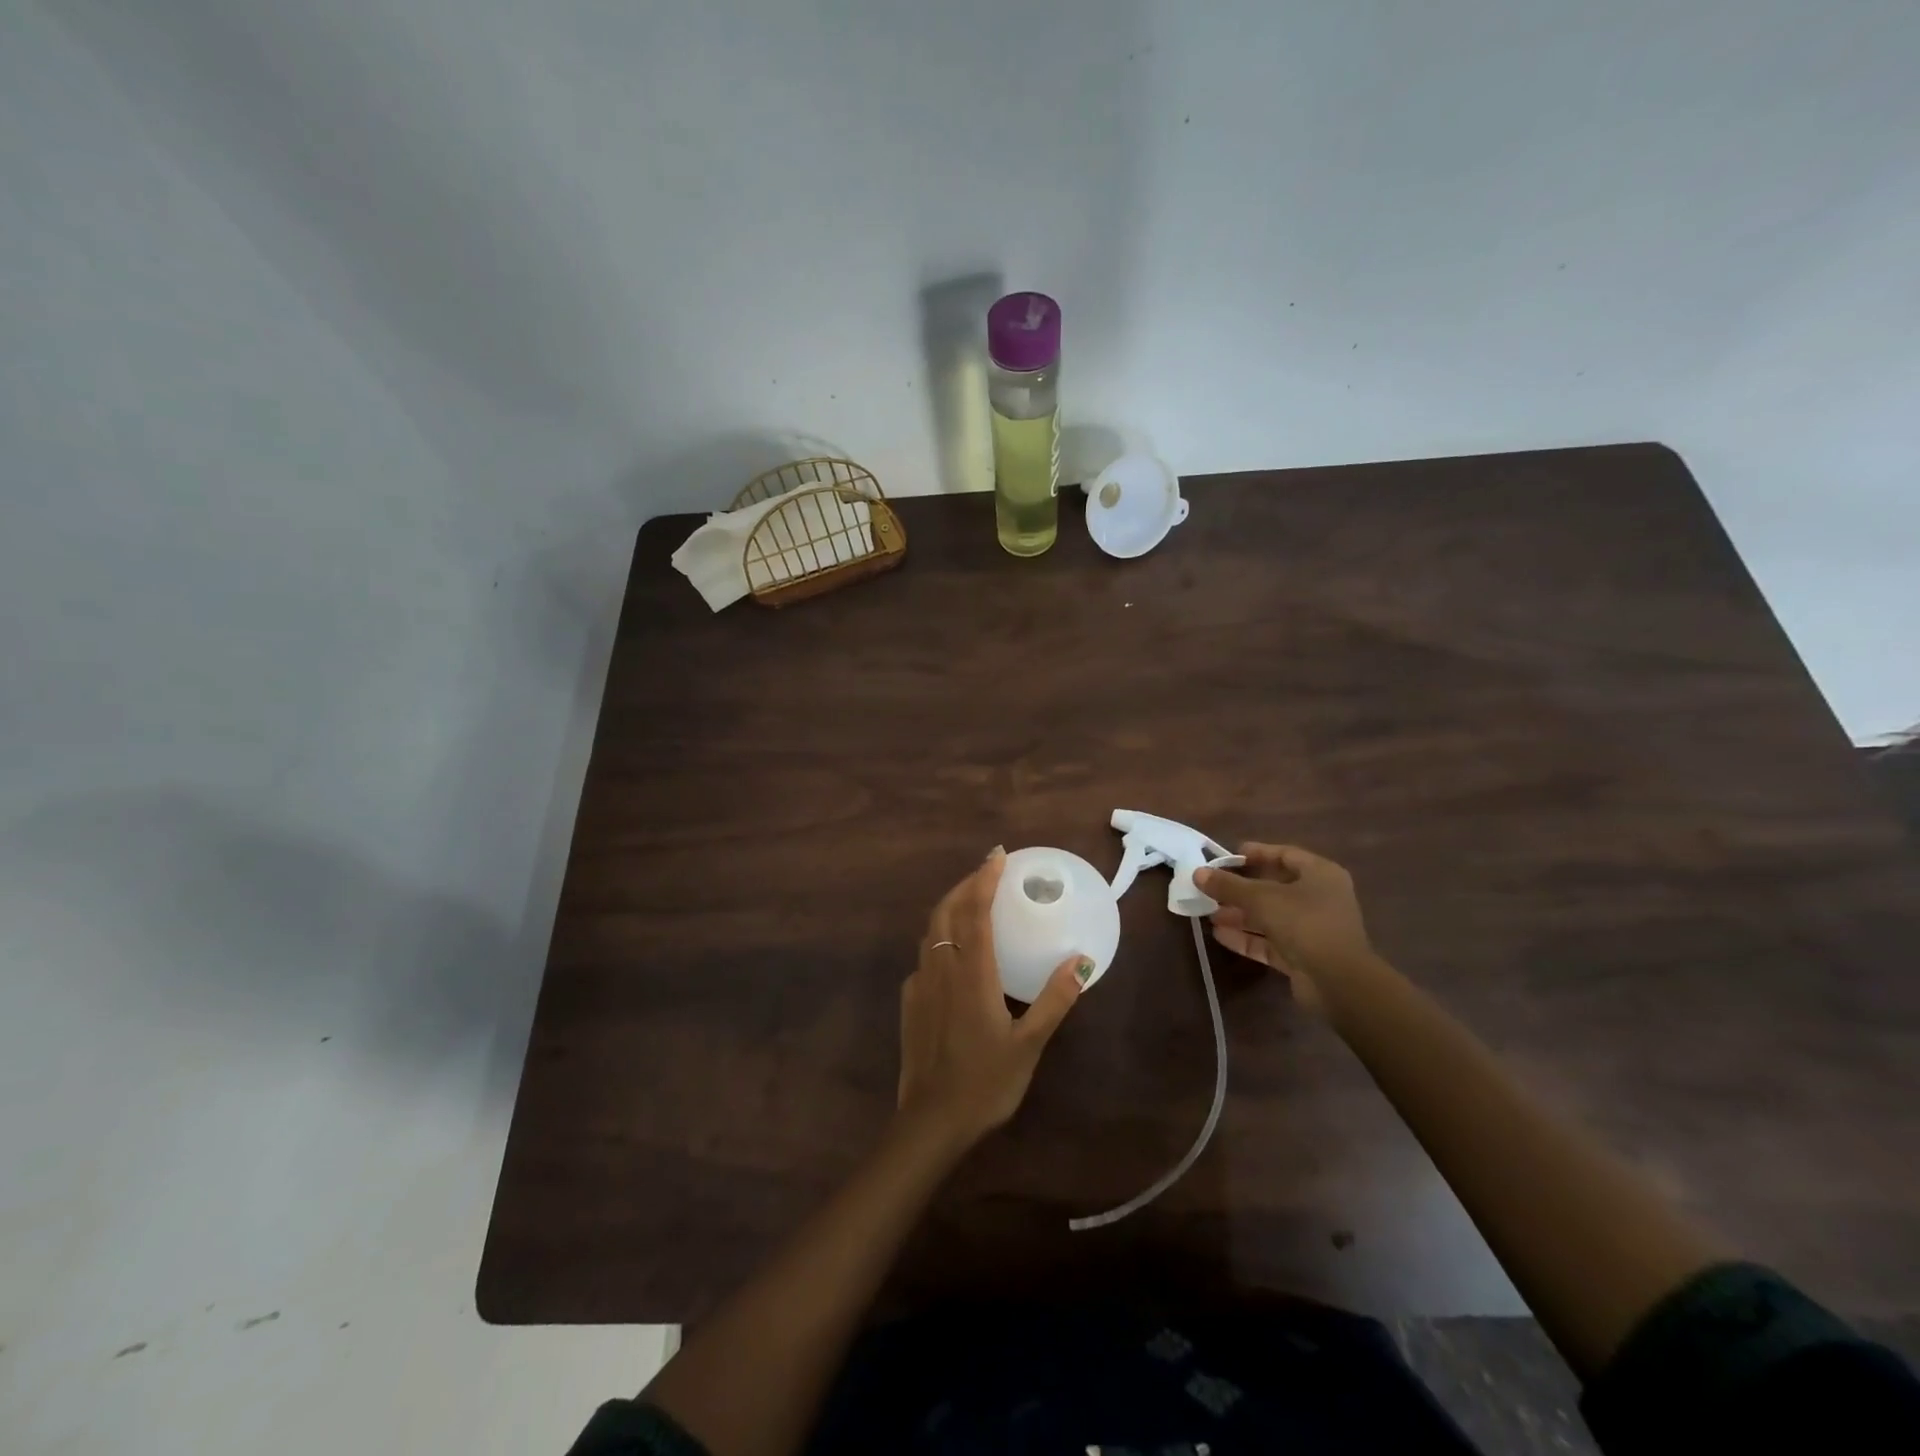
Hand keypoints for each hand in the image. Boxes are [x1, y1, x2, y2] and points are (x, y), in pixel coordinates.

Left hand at [896, 848, 1089, 1152]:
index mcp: (972, 973)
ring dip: (950, 906)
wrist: (931, 1121)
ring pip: (931, 930)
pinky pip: (924, 956)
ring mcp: (920, 984)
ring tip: (972, 901)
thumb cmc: (985, 1083)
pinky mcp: (910, 1002)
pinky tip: (952, 952)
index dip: (986, 879)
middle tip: (988, 871)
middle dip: (965, 884)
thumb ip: (1054, 1000)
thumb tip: (1080, 961)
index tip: (998, 855)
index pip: (976, 912)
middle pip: (947, 911)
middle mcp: (941, 968)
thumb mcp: (1029, 1044)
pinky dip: (939, 937)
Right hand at [1195, 844, 1373, 1009]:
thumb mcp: (1261, 898)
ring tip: (1208, 912)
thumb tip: (1198, 873)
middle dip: (1240, 889)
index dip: (1256, 853)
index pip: (1285, 855)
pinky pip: (1270, 941)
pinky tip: (1219, 935)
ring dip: (1239, 914)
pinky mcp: (1302, 956)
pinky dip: (1247, 937)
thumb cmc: (1305, 923)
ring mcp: (1311, 929)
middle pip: (1274, 887)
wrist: (1338, 982)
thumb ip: (1229, 885)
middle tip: (1211, 887)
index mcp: (1320, 875)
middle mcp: (1319, 898)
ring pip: (1270, 916)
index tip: (1228, 856)